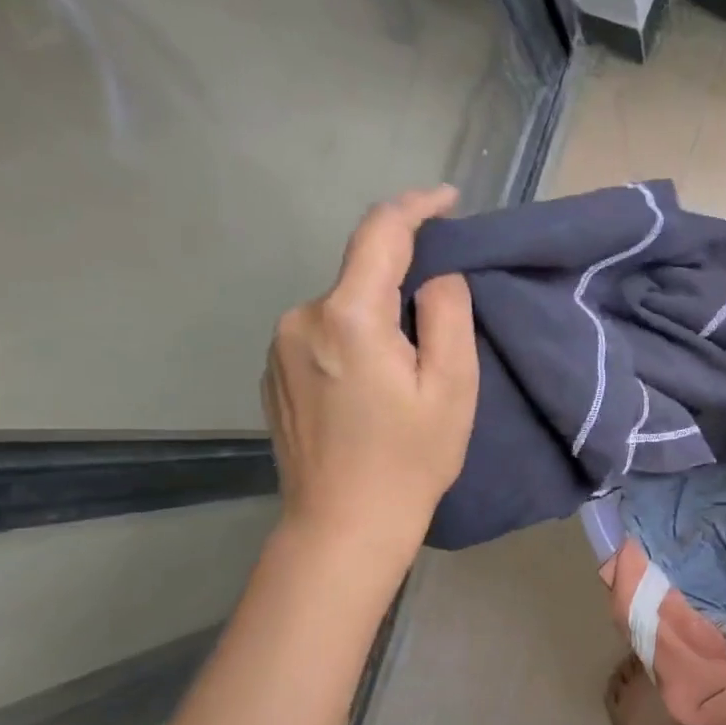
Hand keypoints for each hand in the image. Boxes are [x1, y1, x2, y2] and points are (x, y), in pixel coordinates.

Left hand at [261, 187, 477, 574]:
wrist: (343, 526)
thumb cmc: (410, 459)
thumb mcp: (452, 387)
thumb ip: (448, 315)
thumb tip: (436, 275)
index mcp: (349, 316)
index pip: (380, 233)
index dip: (416, 206)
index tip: (448, 199)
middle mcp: (302, 317)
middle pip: (363, 275)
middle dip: (405, 284)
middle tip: (444, 333)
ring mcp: (279, 346)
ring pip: (344, 307)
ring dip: (380, 318)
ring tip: (410, 372)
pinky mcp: (273, 373)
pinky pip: (324, 334)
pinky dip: (355, 340)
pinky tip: (373, 388)